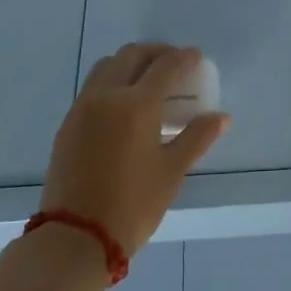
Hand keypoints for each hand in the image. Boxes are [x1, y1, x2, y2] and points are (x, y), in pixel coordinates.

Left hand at [41, 43, 228, 257]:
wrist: (75, 238)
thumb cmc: (132, 205)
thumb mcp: (172, 171)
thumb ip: (197, 137)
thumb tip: (222, 117)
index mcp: (136, 104)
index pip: (165, 66)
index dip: (184, 58)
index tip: (197, 57)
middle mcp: (107, 96)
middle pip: (132, 55)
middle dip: (156, 52)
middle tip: (174, 63)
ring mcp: (83, 107)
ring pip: (107, 66)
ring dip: (131, 63)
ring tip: (148, 79)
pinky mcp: (68, 123)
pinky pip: (93, 86)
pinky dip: (112, 81)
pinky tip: (124, 103)